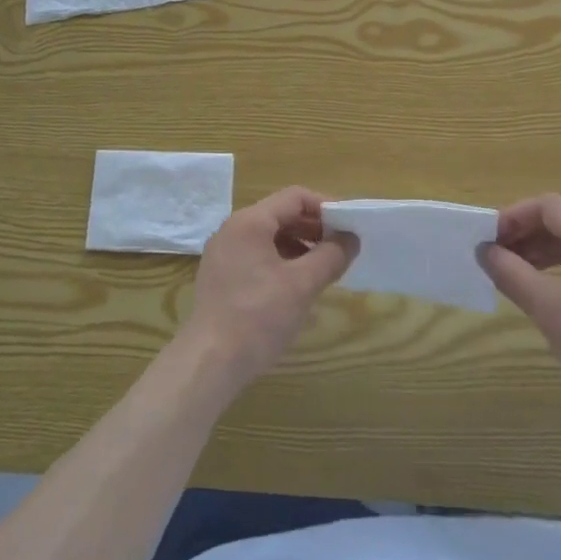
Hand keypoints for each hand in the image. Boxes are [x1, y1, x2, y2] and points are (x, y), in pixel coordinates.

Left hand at [178, 186, 357, 387]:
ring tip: (323, 269)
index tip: (349, 226)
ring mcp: (223, 253)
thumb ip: (330, 256)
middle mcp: (233, 230)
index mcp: (250, 222)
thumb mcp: (302, 285)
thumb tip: (351, 238)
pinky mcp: (221, 277)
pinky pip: (257, 256)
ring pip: (269, 237)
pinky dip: (281, 262)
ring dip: (299, 247)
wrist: (209, 362)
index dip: (325, 207)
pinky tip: (297, 286)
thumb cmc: (258, 317)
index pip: (294, 197)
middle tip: (341, 249)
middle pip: (281, 215)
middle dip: (314, 229)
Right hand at [479, 193, 560, 420]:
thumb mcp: (550, 312)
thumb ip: (513, 274)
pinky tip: (558, 297)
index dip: (515, 216)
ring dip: (548, 255)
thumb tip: (485, 251)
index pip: (550, 207)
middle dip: (529, 237)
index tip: (491, 239)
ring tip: (521, 277)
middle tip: (499, 258)